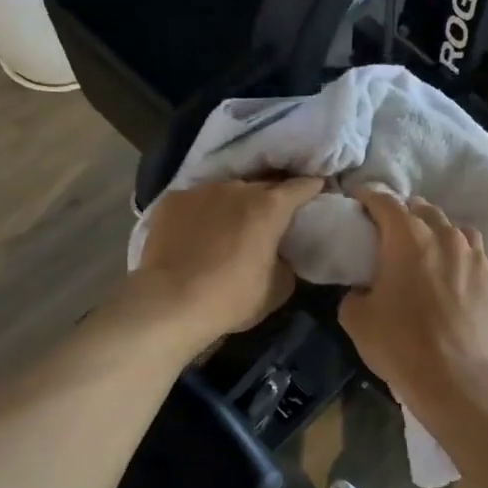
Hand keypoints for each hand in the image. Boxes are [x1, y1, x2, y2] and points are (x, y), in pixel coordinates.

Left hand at [136, 176, 322, 346]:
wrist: (170, 303)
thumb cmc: (232, 298)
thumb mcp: (278, 287)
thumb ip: (286, 261)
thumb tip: (281, 255)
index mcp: (270, 206)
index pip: (301, 186)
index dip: (311, 188)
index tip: (316, 191)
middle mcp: (237, 188)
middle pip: (262, 185)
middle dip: (270, 197)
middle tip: (271, 216)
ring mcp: (201, 190)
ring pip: (226, 191)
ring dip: (232, 204)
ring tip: (228, 225)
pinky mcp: (171, 200)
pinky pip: (194, 201)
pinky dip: (200, 213)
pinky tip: (195, 232)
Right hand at [340, 190, 487, 409]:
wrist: (454, 378)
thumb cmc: (399, 344)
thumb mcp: (355, 318)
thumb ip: (355, 291)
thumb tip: (364, 288)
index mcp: (407, 238)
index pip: (385, 202)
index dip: (369, 198)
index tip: (360, 201)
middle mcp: (446, 237)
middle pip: (424, 210)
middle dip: (407, 215)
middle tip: (394, 232)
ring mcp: (478, 256)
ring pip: (459, 231)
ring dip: (442, 235)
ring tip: (434, 252)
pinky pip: (483, 259)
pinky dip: (470, 263)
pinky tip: (464, 278)